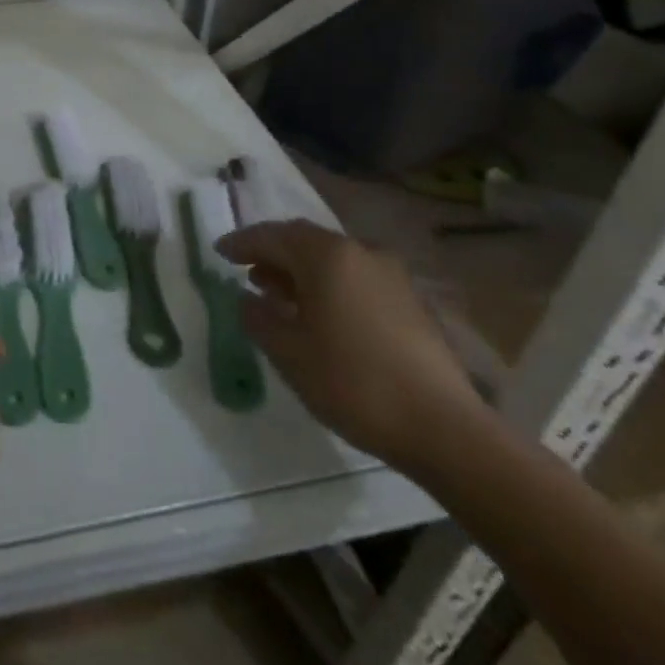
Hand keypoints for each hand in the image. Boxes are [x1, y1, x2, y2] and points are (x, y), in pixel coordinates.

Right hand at [218, 221, 489, 477]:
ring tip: (278, 295)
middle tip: (246, 271)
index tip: (219, 252)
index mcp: (325, 255)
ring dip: (301, 271)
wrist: (445, 429)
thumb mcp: (288, 353)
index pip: (272, 236)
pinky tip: (320, 316)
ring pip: (332, 260)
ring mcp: (390, 276)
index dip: (242, 243)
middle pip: (304, 241)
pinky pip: (355, 279)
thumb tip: (247, 299)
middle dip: (272, 253)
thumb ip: (258, 318)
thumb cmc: (353, 382)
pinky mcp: (410, 302)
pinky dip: (329, 286)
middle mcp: (359, 252)